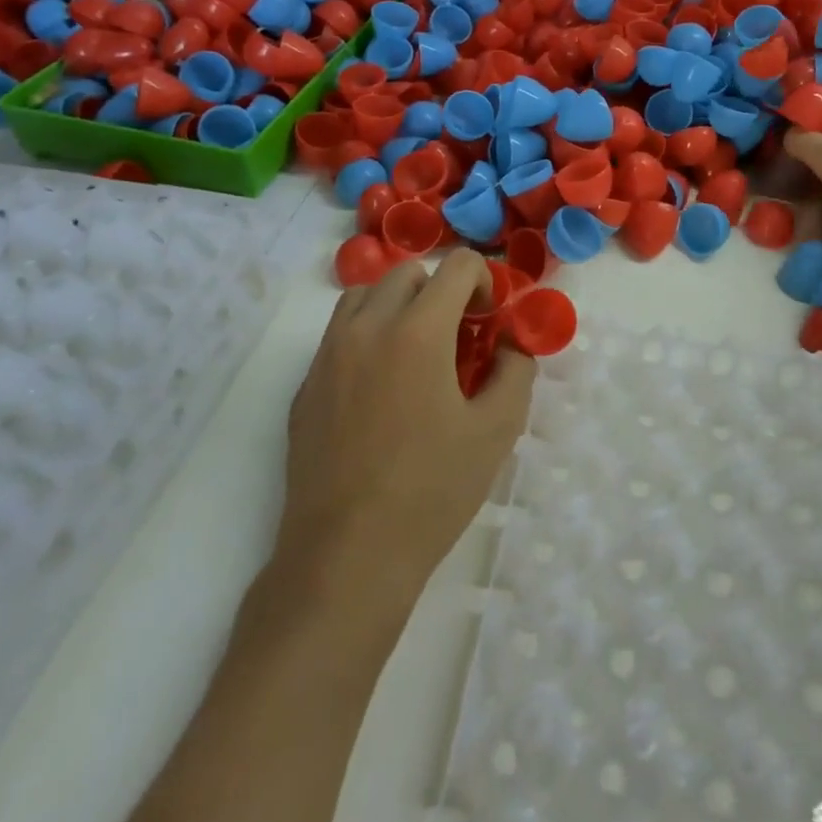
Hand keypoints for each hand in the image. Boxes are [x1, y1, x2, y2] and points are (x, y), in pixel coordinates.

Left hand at [273, 249, 535, 605]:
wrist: (347, 555)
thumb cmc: (432, 490)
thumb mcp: (497, 430)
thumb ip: (515, 371)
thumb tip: (510, 345)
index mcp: (417, 332)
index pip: (456, 266)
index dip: (484, 281)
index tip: (489, 321)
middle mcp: (367, 328)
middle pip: (408, 274)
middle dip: (442, 293)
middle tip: (459, 338)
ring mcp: (328, 356)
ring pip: (365, 296)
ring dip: (398, 306)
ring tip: (417, 354)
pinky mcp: (306, 386)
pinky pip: (339, 335)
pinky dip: (367, 337)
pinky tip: (382, 391)